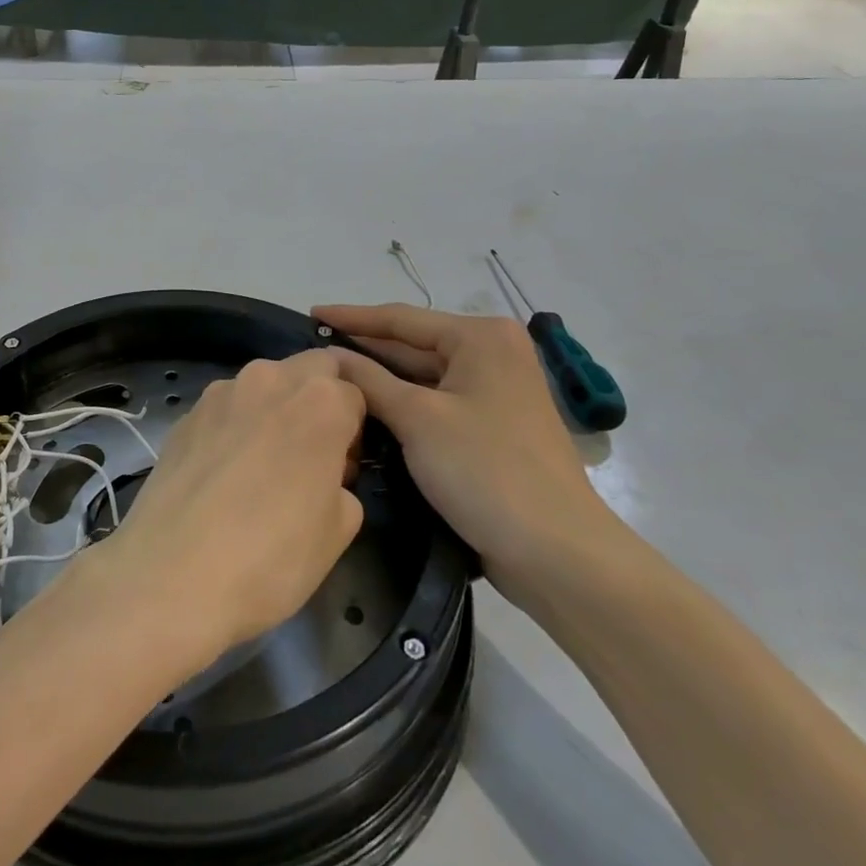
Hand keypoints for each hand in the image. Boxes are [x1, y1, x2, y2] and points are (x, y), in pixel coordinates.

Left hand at [99, 351, 365, 665]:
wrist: (173, 575)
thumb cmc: (272, 556)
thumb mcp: (339, 529)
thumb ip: (342, 483)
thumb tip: (323, 475)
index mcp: (320, 401)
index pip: (354, 393)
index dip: (353, 431)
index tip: (341, 470)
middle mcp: (269, 379)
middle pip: (308, 370)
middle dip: (317, 399)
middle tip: (310, 455)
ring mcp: (219, 393)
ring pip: (262, 384)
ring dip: (273, 409)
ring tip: (261, 465)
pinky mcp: (184, 415)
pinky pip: (224, 409)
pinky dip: (234, 426)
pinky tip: (223, 474)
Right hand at [314, 304, 622, 603]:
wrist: (556, 552)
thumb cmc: (485, 470)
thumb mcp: (417, 419)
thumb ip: (369, 381)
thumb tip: (330, 357)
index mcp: (481, 338)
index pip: (401, 318)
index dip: (352, 317)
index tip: (309, 312)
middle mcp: (492, 354)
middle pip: (414, 344)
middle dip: (365, 348)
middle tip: (313, 349)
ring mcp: (495, 391)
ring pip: (423, 376)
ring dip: (381, 379)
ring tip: (330, 376)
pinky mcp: (492, 425)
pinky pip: (436, 402)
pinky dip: (403, 403)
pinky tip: (367, 408)